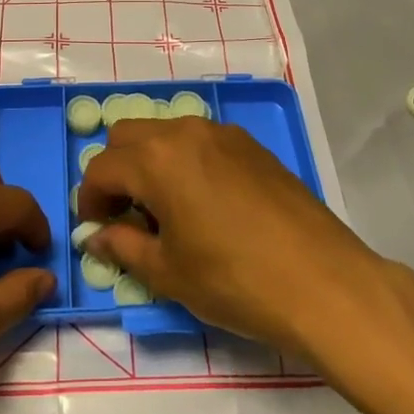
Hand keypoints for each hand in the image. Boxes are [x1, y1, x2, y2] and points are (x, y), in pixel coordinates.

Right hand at [77, 118, 394, 359]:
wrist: (323, 282)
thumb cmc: (235, 281)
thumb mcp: (168, 273)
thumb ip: (123, 247)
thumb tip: (96, 238)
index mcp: (156, 159)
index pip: (101, 168)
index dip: (89, 201)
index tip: (97, 231)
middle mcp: (185, 132)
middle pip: (128, 135)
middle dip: (116, 171)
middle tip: (127, 215)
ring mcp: (223, 133)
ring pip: (166, 133)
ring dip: (151, 162)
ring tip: (167, 210)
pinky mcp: (252, 145)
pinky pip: (201, 141)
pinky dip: (186, 161)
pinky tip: (206, 203)